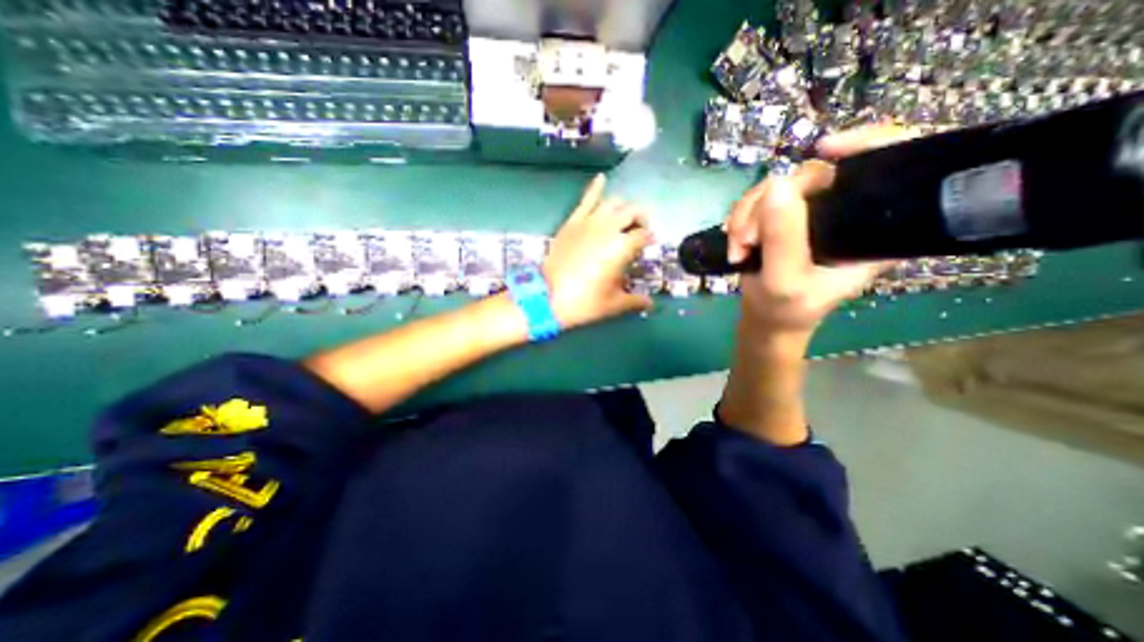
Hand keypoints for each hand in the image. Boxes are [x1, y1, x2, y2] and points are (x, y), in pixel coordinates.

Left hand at [547, 175, 657, 330]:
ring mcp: (589, 222)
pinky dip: (595, 187)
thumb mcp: (614, 304)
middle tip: (640, 230)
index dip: (649, 239)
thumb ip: (635, 301)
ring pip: (613, 203)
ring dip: (623, 207)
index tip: (648, 245)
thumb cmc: (585, 302)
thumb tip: (651, 304)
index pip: (643, 236)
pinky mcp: (573, 221)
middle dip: (641, 220)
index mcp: (622, 248)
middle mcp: (609, 228)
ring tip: (624, 216)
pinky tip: (601, 178)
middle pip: (632, 213)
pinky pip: (586, 199)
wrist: (549, 297)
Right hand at [728, 123, 916, 338]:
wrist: (766, 317)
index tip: (824, 150)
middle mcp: (844, 212)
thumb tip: (777, 186)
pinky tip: (736, 242)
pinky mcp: (783, 217)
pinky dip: (740, 219)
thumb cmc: (786, 309)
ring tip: (739, 248)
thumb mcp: (785, 281)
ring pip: (777, 186)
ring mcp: (810, 213)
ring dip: (746, 216)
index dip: (868, 142)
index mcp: (871, 228)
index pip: (891, 164)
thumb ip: (783, 240)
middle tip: (747, 240)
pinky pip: (757, 199)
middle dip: (769, 204)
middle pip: (813, 174)